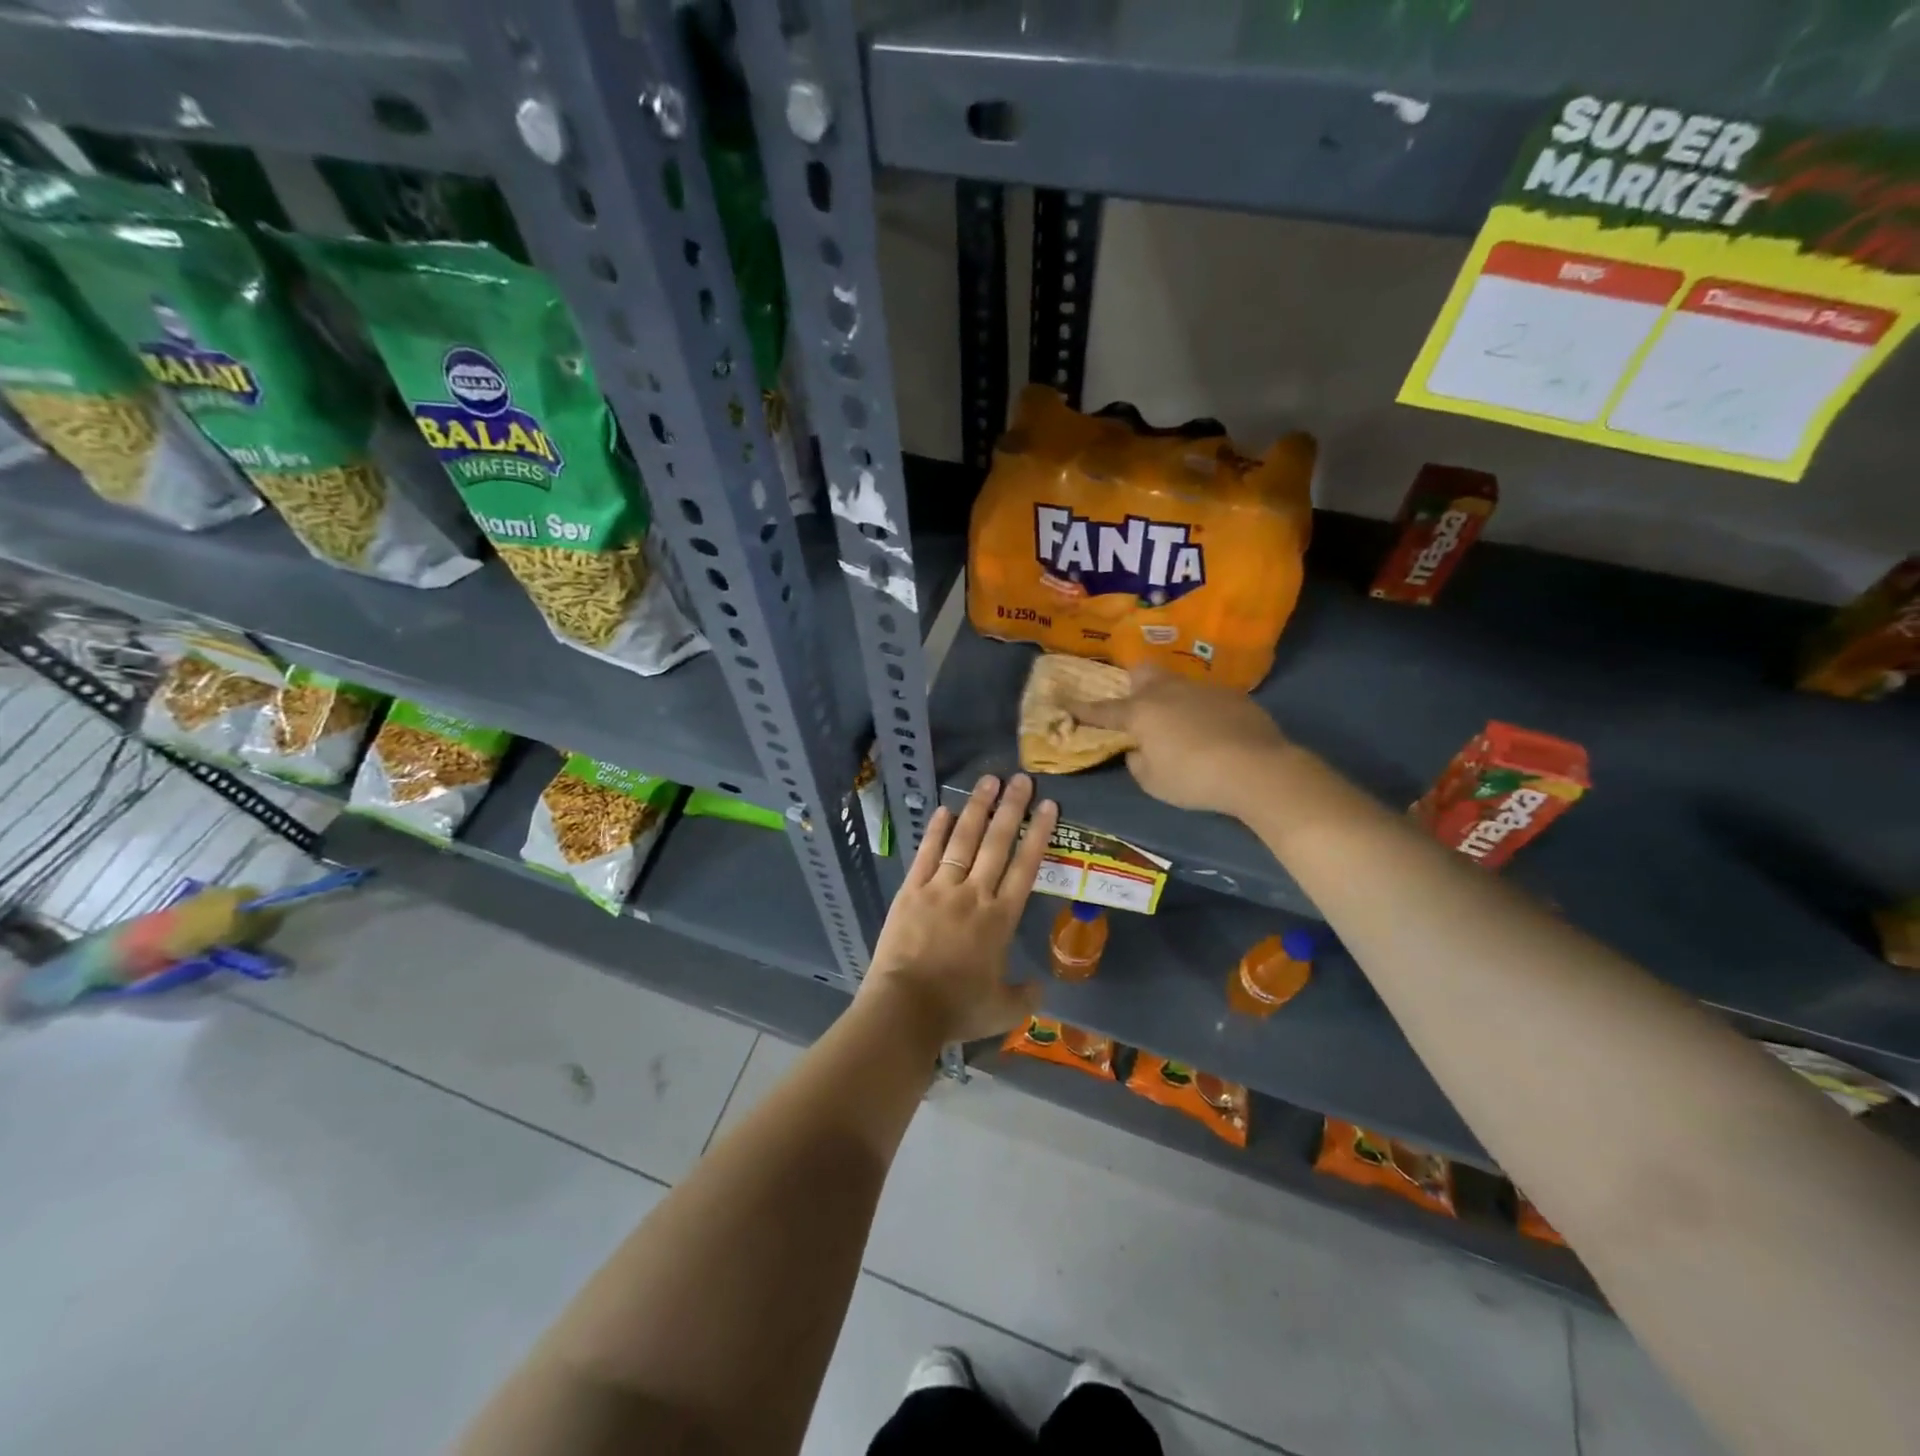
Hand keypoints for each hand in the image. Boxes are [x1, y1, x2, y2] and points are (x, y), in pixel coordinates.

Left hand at [860, 773, 1057, 1043]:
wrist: (905, 1008)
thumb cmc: (957, 1009)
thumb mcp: (1003, 1010)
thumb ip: (1025, 995)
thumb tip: (1040, 986)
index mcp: (1000, 918)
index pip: (1025, 866)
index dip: (1038, 833)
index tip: (1048, 805)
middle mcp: (974, 894)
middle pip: (997, 843)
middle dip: (1011, 808)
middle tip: (1021, 779)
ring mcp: (940, 888)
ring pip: (963, 840)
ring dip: (977, 809)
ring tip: (989, 780)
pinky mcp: (911, 891)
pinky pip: (927, 854)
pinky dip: (936, 831)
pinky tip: (945, 810)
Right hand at [1070, 664, 1288, 815]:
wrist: (1257, 768)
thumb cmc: (1193, 778)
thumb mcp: (1153, 782)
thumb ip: (1137, 762)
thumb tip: (1138, 750)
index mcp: (1141, 712)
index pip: (1104, 710)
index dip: (1083, 709)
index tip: (1066, 704)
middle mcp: (1168, 692)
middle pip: (1143, 673)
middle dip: (1133, 684)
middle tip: (1137, 706)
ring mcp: (1203, 689)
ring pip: (1177, 683)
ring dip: (1171, 699)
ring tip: (1180, 724)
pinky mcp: (1233, 696)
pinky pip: (1206, 697)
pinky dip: (1201, 711)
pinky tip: (1212, 732)